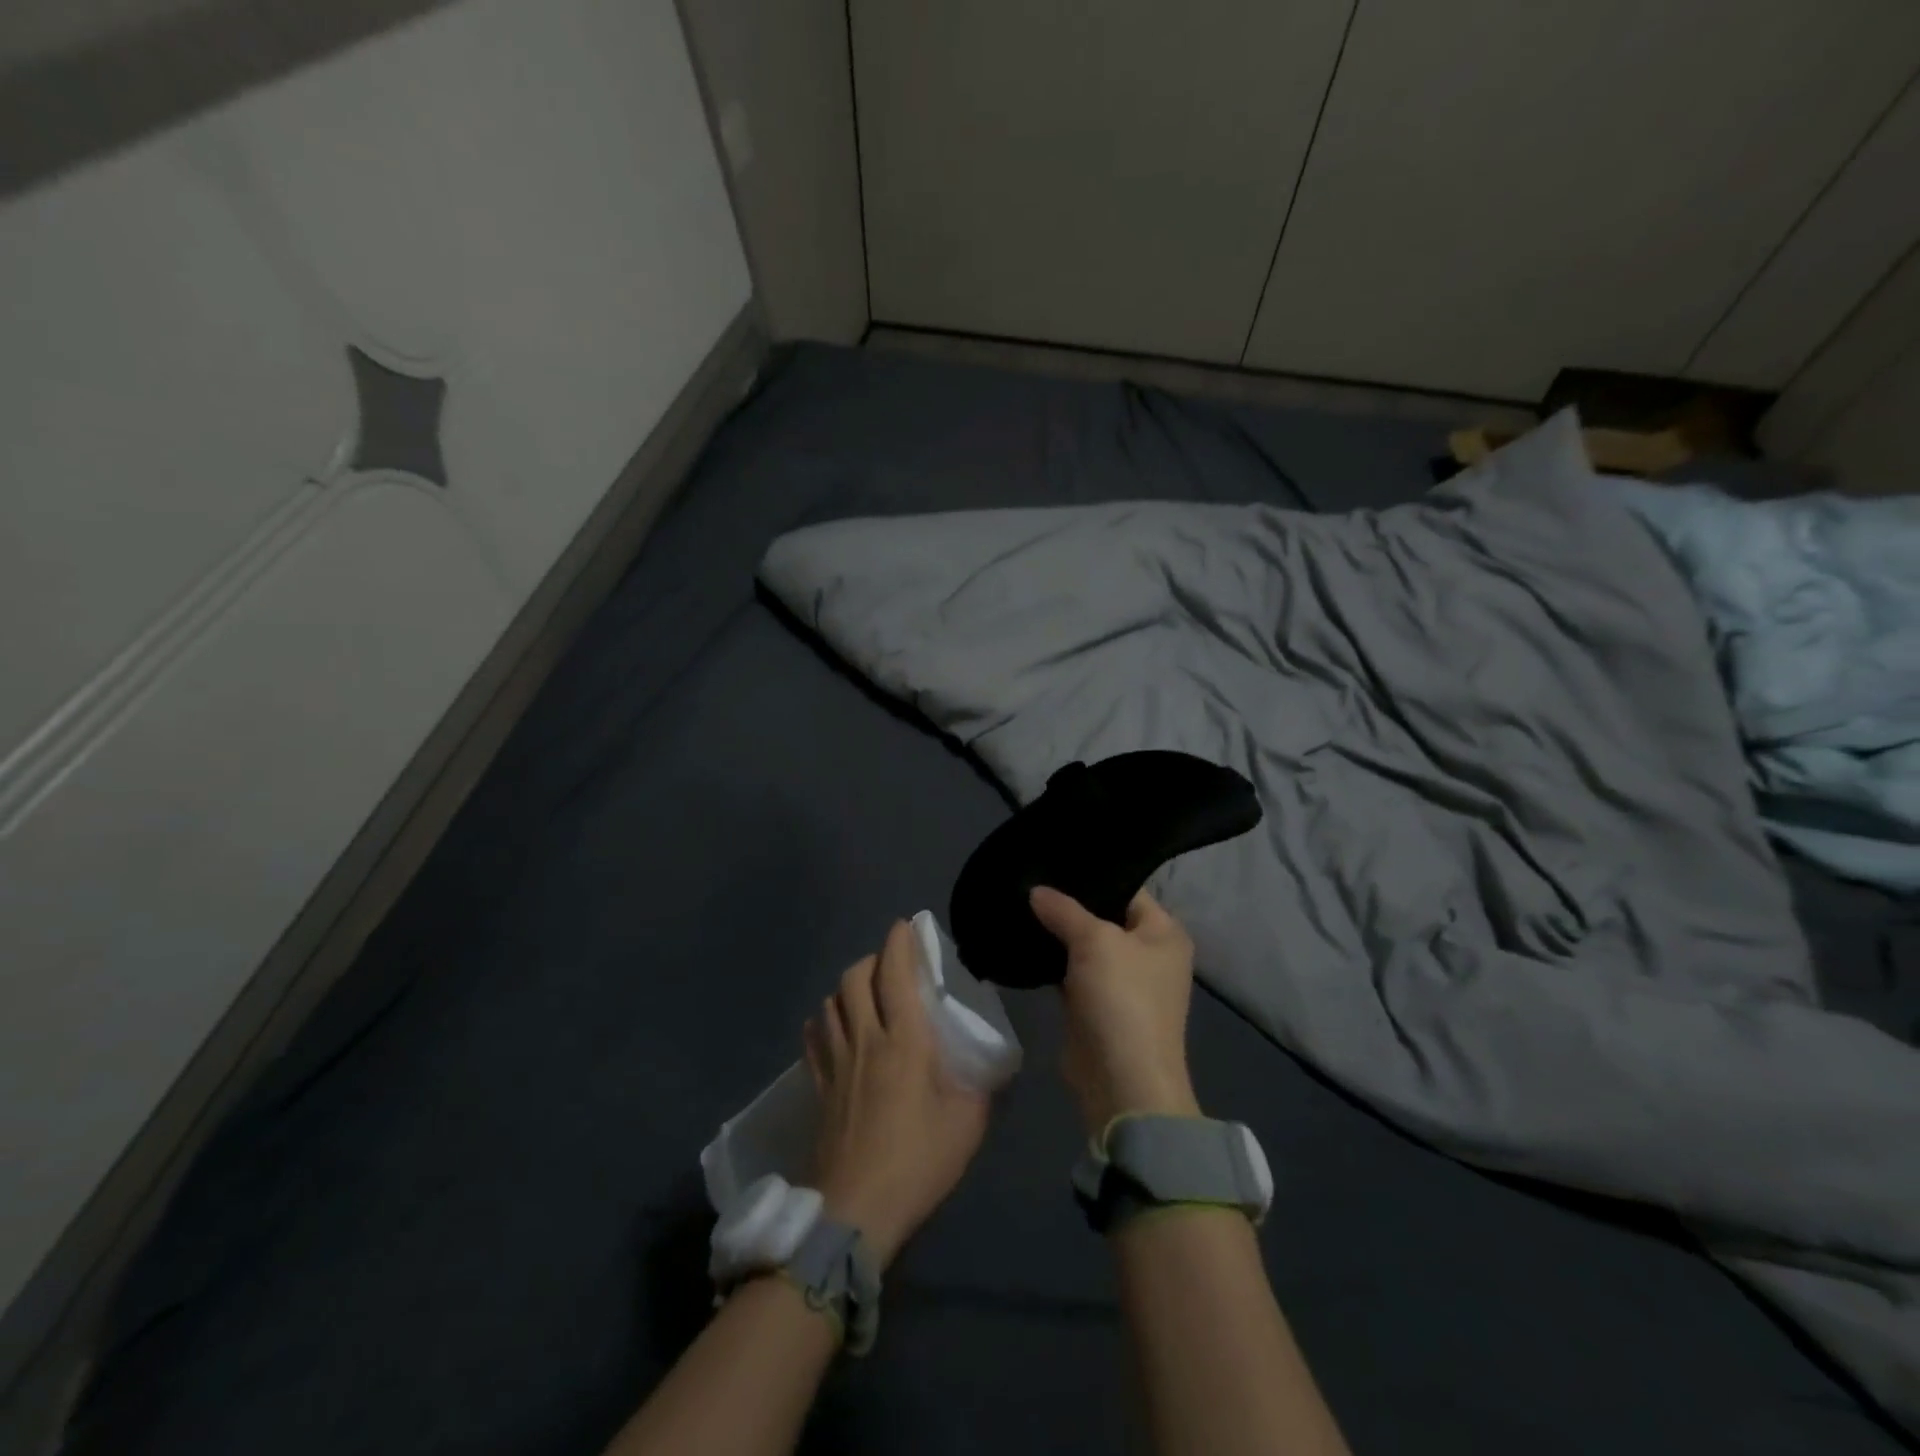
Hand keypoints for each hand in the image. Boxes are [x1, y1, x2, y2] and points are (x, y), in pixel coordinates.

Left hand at [803, 920, 990, 1267]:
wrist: (856, 1211)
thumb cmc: (918, 1162)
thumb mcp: (968, 1124)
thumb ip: (981, 1085)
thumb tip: (989, 1065)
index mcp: (905, 1041)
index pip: (895, 974)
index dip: (899, 943)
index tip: (906, 925)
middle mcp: (865, 1039)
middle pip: (855, 978)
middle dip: (872, 959)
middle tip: (891, 964)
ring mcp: (836, 1062)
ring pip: (831, 1002)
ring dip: (847, 987)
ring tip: (865, 993)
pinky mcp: (818, 1086)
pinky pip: (814, 1037)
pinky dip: (824, 1019)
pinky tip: (833, 1027)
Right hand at [1029, 886, 1200, 1135]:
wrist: (1122, 1082)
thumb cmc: (1122, 999)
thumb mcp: (1095, 941)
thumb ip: (1064, 910)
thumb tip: (1036, 890)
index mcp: (1164, 932)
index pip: (1127, 888)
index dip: (1092, 875)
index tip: (1052, 859)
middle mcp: (1148, 953)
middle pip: (1104, 916)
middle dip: (1068, 904)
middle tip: (1029, 879)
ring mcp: (1122, 982)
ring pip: (1084, 945)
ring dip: (1056, 933)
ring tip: (1020, 904)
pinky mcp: (1096, 1005)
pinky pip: (1071, 972)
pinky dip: (1051, 961)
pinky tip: (1023, 941)